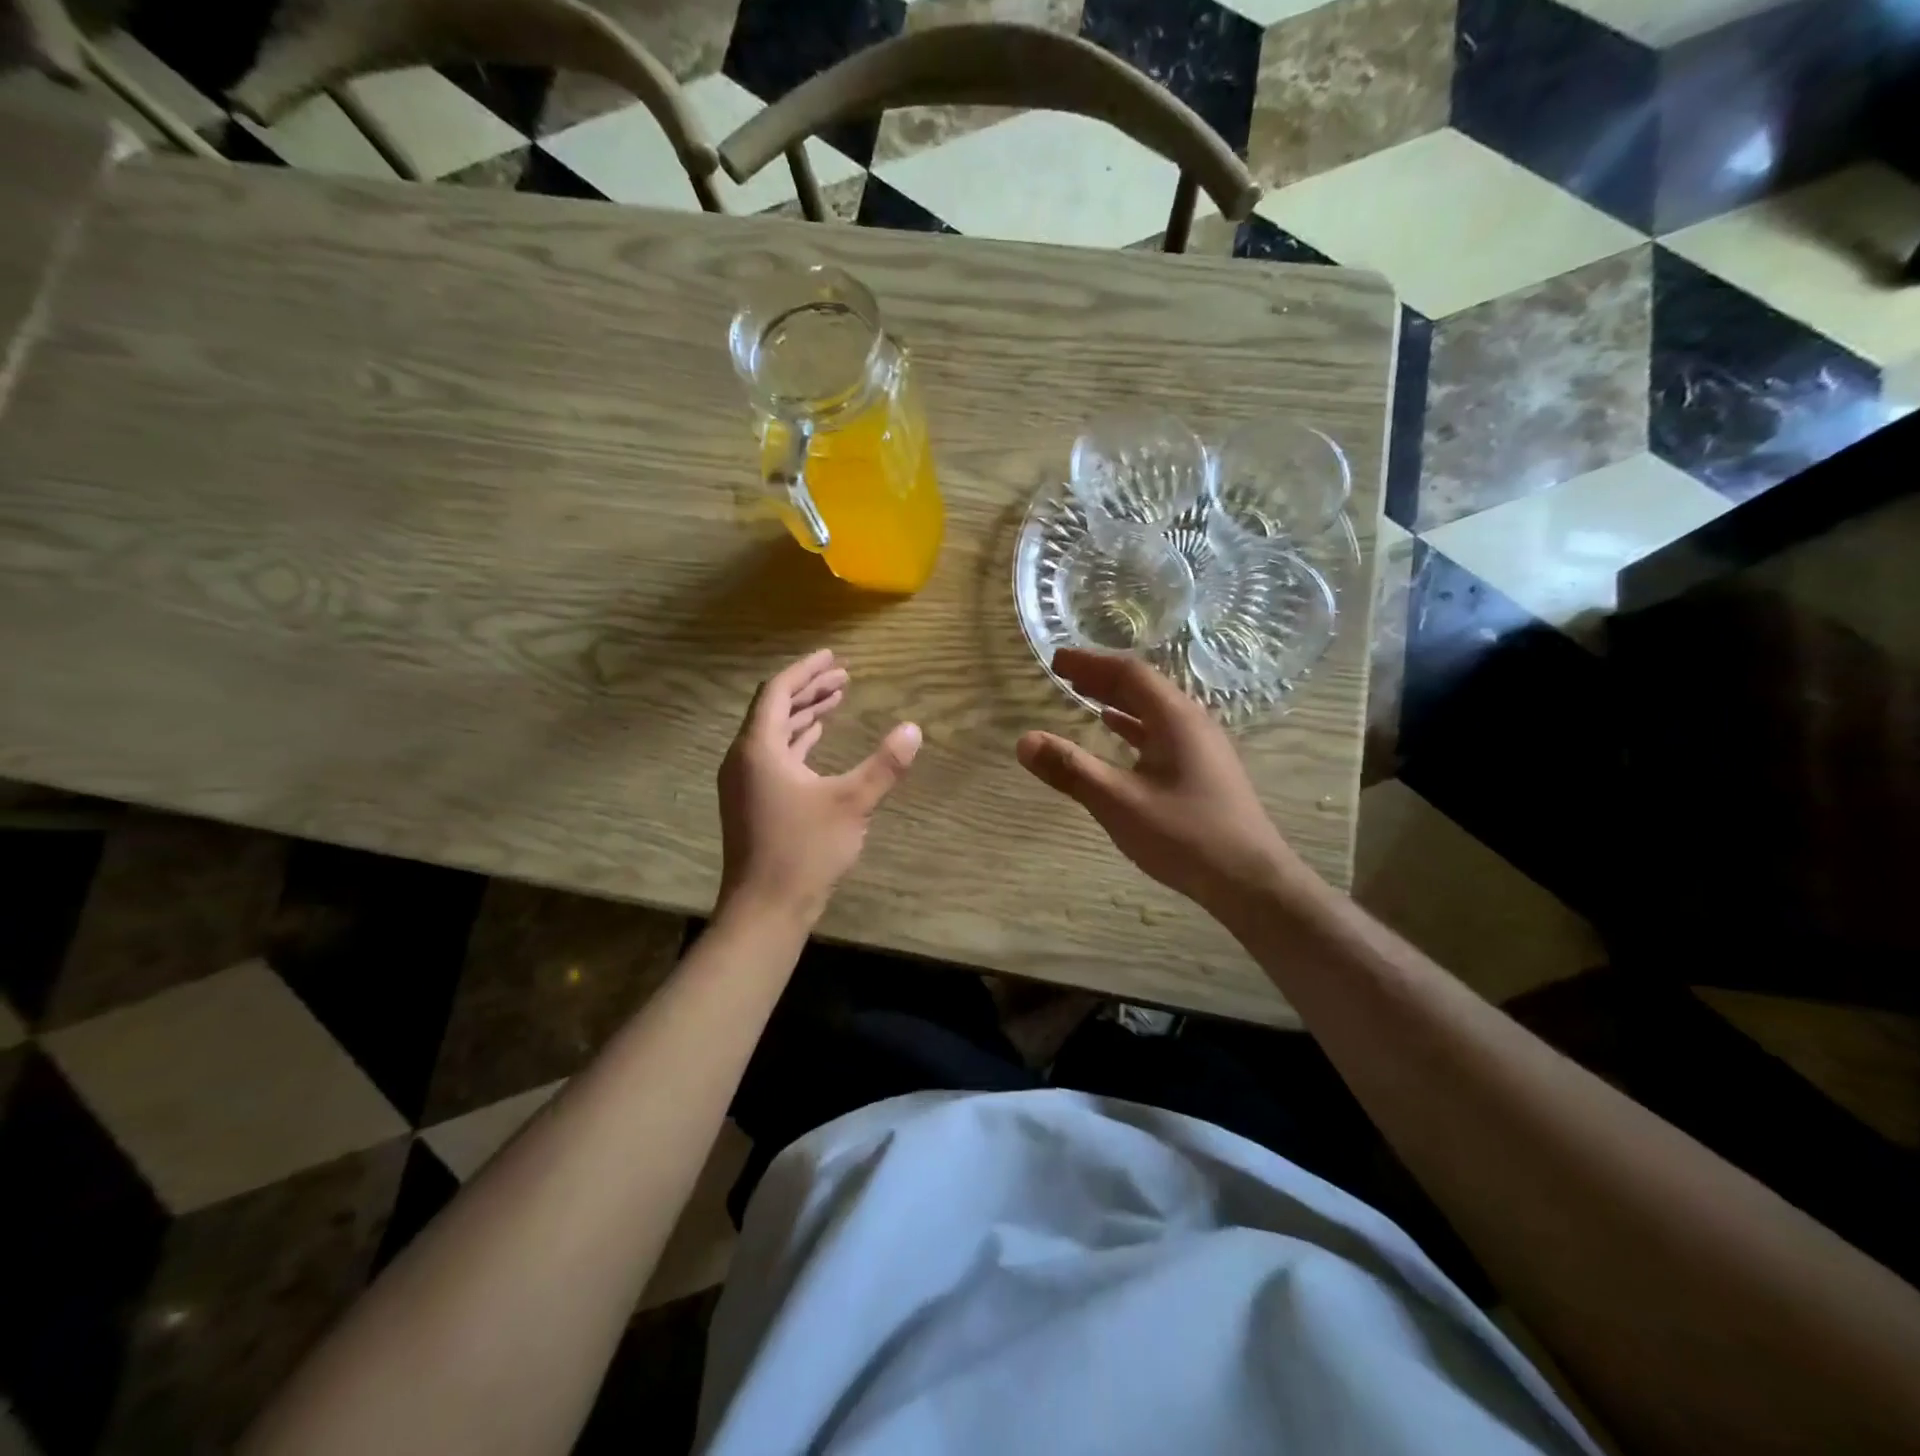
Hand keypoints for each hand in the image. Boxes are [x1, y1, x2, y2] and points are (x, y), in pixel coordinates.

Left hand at [717, 649, 920, 926]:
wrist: (765, 909)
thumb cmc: (804, 851)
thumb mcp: (851, 804)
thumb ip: (884, 765)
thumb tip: (914, 729)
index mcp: (759, 749)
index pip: (777, 691)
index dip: (806, 670)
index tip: (833, 656)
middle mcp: (745, 759)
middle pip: (774, 709)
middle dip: (808, 690)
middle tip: (843, 676)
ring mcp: (745, 782)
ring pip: (774, 734)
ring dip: (804, 715)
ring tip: (836, 699)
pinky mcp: (752, 802)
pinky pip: (774, 756)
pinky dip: (798, 741)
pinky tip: (817, 739)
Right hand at [1016, 650, 1317, 921]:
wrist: (1251, 880)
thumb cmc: (1184, 836)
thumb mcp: (1119, 802)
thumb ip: (1071, 770)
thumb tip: (1024, 740)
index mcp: (1175, 718)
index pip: (1129, 673)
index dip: (1090, 663)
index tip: (1056, 659)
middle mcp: (1192, 722)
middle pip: (1143, 686)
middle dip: (1101, 677)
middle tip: (1064, 673)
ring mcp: (1202, 745)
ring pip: (1153, 708)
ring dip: (1117, 699)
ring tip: (1083, 695)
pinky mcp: (1204, 768)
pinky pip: (1162, 731)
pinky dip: (1133, 724)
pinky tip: (1116, 731)